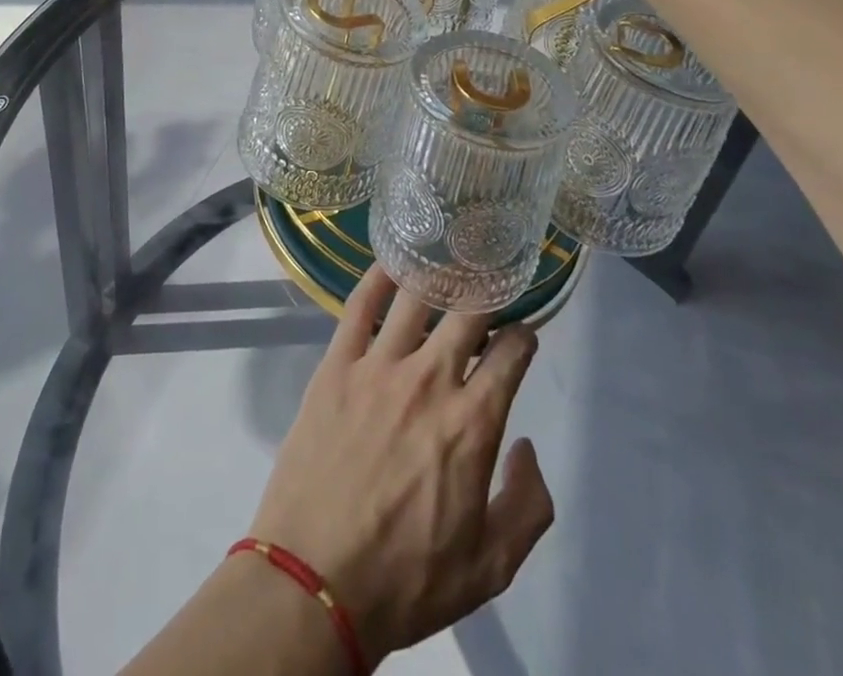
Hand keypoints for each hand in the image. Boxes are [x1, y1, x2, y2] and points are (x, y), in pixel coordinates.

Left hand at [247, 266, 555, 662]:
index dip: (523, 335)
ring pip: (417, 298)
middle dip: (487, 293)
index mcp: (473, 423)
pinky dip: (378, 277)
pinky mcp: (336, 364)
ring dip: (439, 275)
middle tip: (489, 285)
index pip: (511, 353)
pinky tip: (391, 262)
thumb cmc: (407, 579)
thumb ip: (528, 505)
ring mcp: (379, 366)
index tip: (522, 332)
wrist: (314, 581)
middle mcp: (430, 380)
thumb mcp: (490, 567)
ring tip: (447, 261)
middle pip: (469, 312)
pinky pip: (359, 306)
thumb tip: (525, 446)